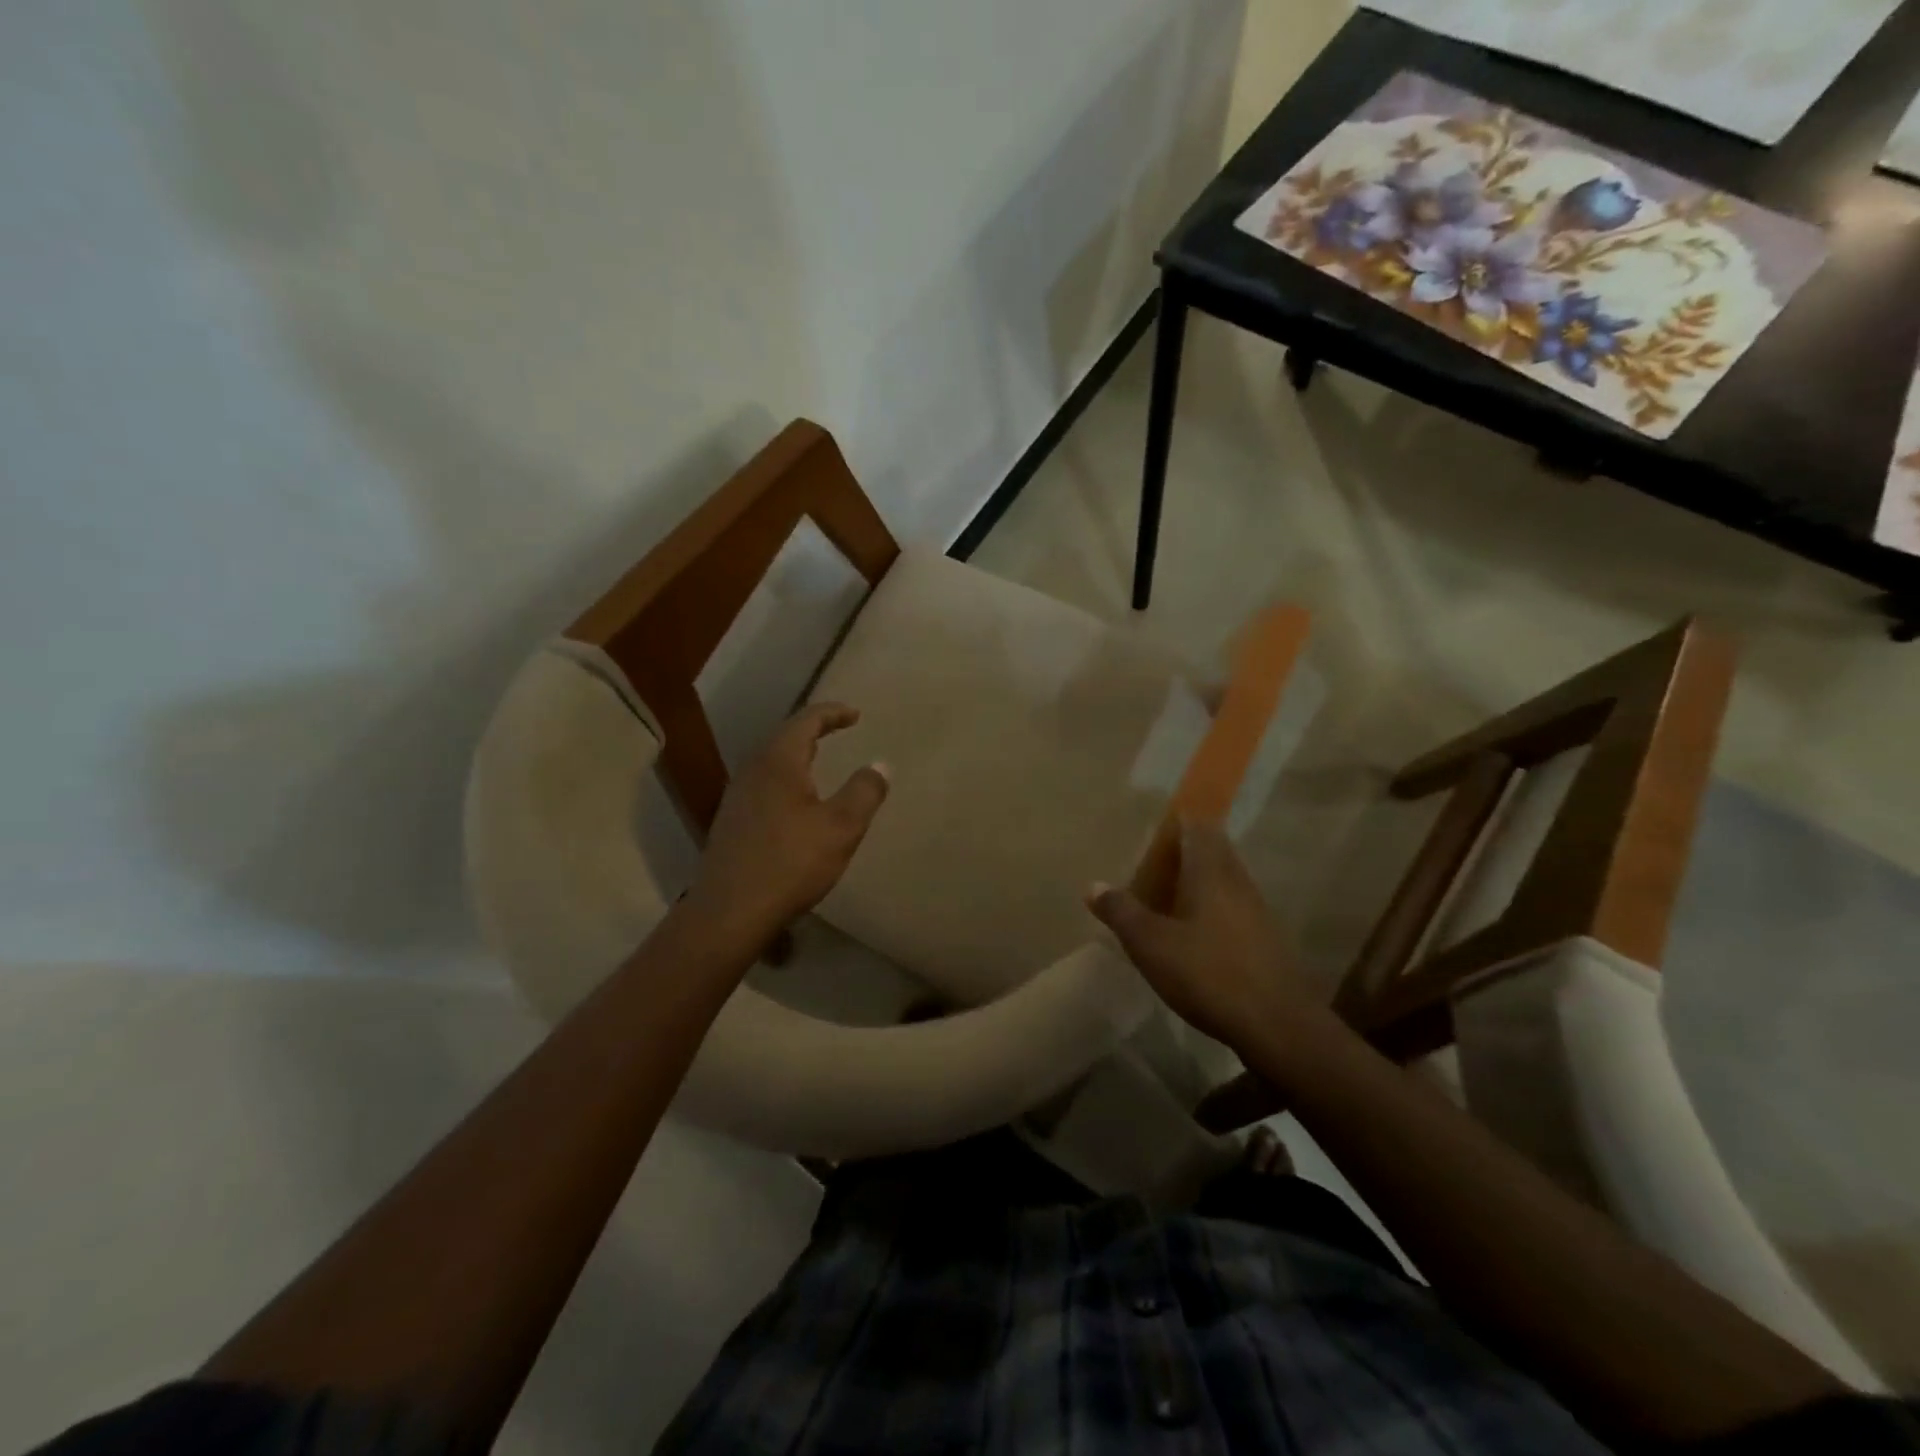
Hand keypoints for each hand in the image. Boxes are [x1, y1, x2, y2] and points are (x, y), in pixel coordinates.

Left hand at [683, 703, 888, 946]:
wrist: (729, 912)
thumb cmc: (790, 863)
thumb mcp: (841, 828)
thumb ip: (864, 792)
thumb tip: (880, 764)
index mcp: (778, 762)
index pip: (806, 720)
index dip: (833, 713)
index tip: (856, 715)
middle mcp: (753, 771)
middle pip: (785, 736)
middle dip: (814, 729)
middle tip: (839, 729)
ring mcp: (737, 796)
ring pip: (771, 761)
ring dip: (797, 754)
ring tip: (819, 760)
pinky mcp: (731, 822)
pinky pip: (763, 784)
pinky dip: (786, 778)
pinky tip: (795, 800)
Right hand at [1087, 821, 1315, 1049]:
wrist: (1278, 1026)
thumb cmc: (1208, 973)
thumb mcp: (1151, 944)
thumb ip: (1121, 911)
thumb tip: (1093, 884)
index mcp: (1211, 871)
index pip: (1198, 826)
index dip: (1178, 819)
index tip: (1155, 822)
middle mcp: (1237, 882)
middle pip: (1213, 851)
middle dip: (1185, 851)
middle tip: (1152, 861)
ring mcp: (1257, 911)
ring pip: (1224, 881)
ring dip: (1198, 881)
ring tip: (1166, 895)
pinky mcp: (1266, 940)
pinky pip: (1232, 909)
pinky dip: (1211, 909)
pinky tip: (1193, 932)